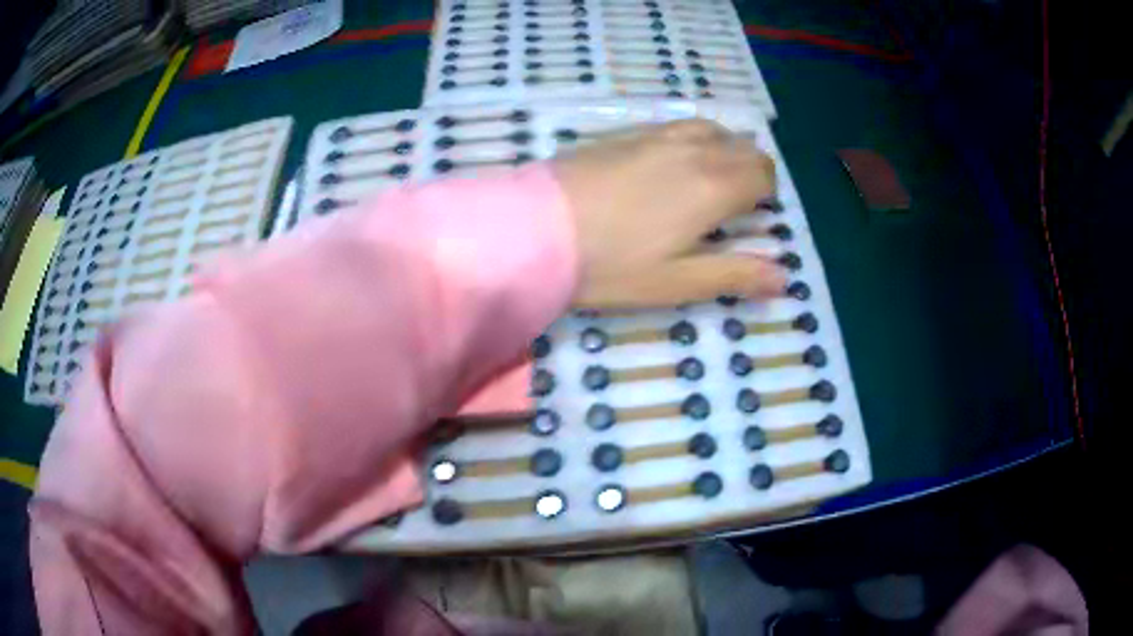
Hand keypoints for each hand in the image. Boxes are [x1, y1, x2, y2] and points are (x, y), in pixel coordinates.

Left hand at [553, 119, 785, 308]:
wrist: (533, 229)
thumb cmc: (610, 265)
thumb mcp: (676, 282)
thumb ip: (735, 275)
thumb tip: (785, 278)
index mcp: (714, 187)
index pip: (763, 175)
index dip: (767, 194)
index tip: (755, 216)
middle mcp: (693, 151)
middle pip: (742, 147)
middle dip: (751, 169)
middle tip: (736, 202)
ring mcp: (655, 136)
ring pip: (710, 129)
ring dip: (723, 148)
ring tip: (709, 176)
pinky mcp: (623, 133)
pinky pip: (674, 125)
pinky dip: (690, 138)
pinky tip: (670, 160)